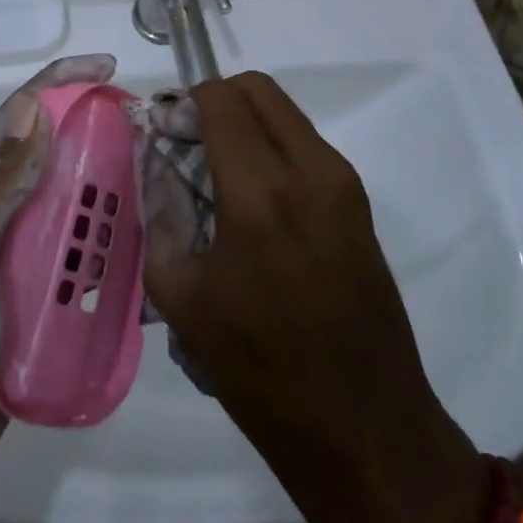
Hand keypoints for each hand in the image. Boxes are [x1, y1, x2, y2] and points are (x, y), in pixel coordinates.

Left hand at [0, 54, 117, 516]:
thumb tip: (33, 110)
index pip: (12, 120)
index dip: (56, 84)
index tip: (107, 70)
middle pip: (42, 160)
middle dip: (89, 137)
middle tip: (146, 135)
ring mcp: (5, 265)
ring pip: (60, 212)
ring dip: (101, 196)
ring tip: (154, 191)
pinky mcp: (25, 308)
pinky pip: (69, 266)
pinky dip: (102, 254)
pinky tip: (140, 260)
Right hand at [141, 71, 485, 522]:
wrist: (365, 432)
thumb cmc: (260, 370)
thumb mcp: (181, 296)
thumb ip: (161, 216)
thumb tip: (157, 170)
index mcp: (259, 192)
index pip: (219, 98)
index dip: (183, 100)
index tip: (163, 128)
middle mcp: (310, 171)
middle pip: (258, 90)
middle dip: (216, 100)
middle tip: (188, 141)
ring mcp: (343, 186)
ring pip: (285, 115)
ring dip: (247, 124)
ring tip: (217, 173)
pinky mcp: (360, 207)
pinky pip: (306, 147)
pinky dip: (273, 149)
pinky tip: (253, 202)